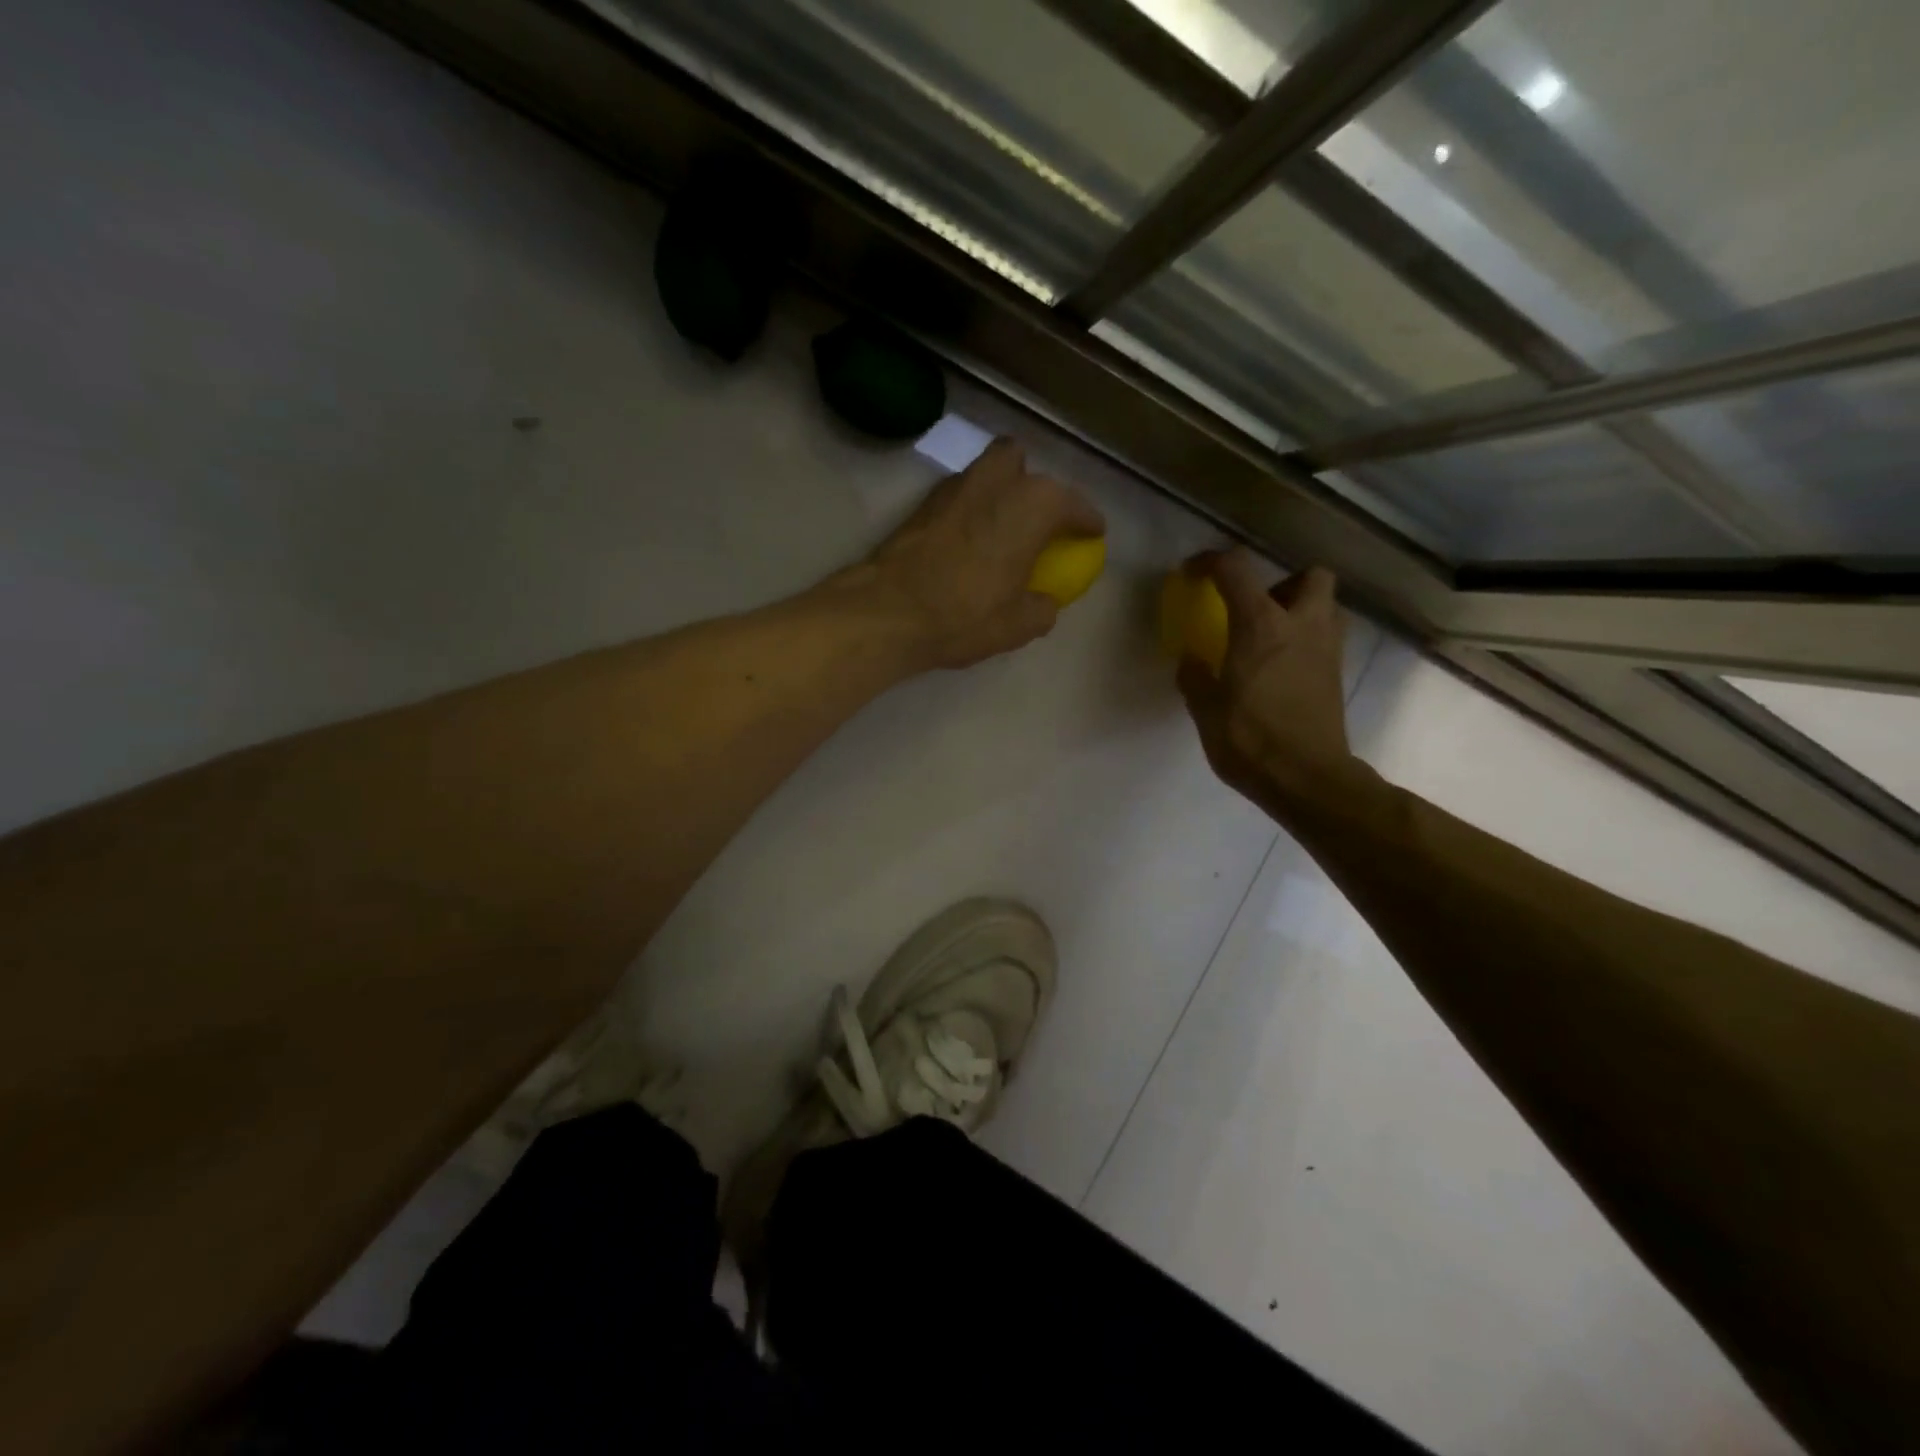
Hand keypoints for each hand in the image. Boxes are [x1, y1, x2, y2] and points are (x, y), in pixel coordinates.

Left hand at [868, 438, 1104, 670]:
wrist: (889, 611)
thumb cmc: (965, 614)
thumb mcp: (1019, 625)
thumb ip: (1042, 608)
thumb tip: (1044, 602)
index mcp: (1033, 504)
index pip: (1073, 505)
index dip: (1087, 520)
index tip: (1093, 532)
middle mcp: (996, 481)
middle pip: (1021, 463)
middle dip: (1032, 483)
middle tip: (1036, 519)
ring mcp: (955, 487)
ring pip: (985, 472)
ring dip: (998, 491)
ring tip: (1002, 529)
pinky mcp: (923, 504)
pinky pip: (959, 496)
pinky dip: (971, 509)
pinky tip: (969, 542)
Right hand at [1177, 549, 1353, 808]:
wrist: (1307, 779)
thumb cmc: (1250, 738)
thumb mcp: (1205, 709)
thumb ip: (1195, 677)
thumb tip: (1191, 660)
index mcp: (1261, 624)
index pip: (1236, 568)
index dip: (1211, 562)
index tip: (1192, 573)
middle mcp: (1302, 625)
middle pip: (1311, 575)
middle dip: (1284, 582)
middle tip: (1257, 608)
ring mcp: (1327, 649)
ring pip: (1327, 606)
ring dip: (1302, 610)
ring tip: (1271, 636)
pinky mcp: (1337, 675)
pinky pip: (1326, 638)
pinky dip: (1307, 640)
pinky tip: (1282, 667)